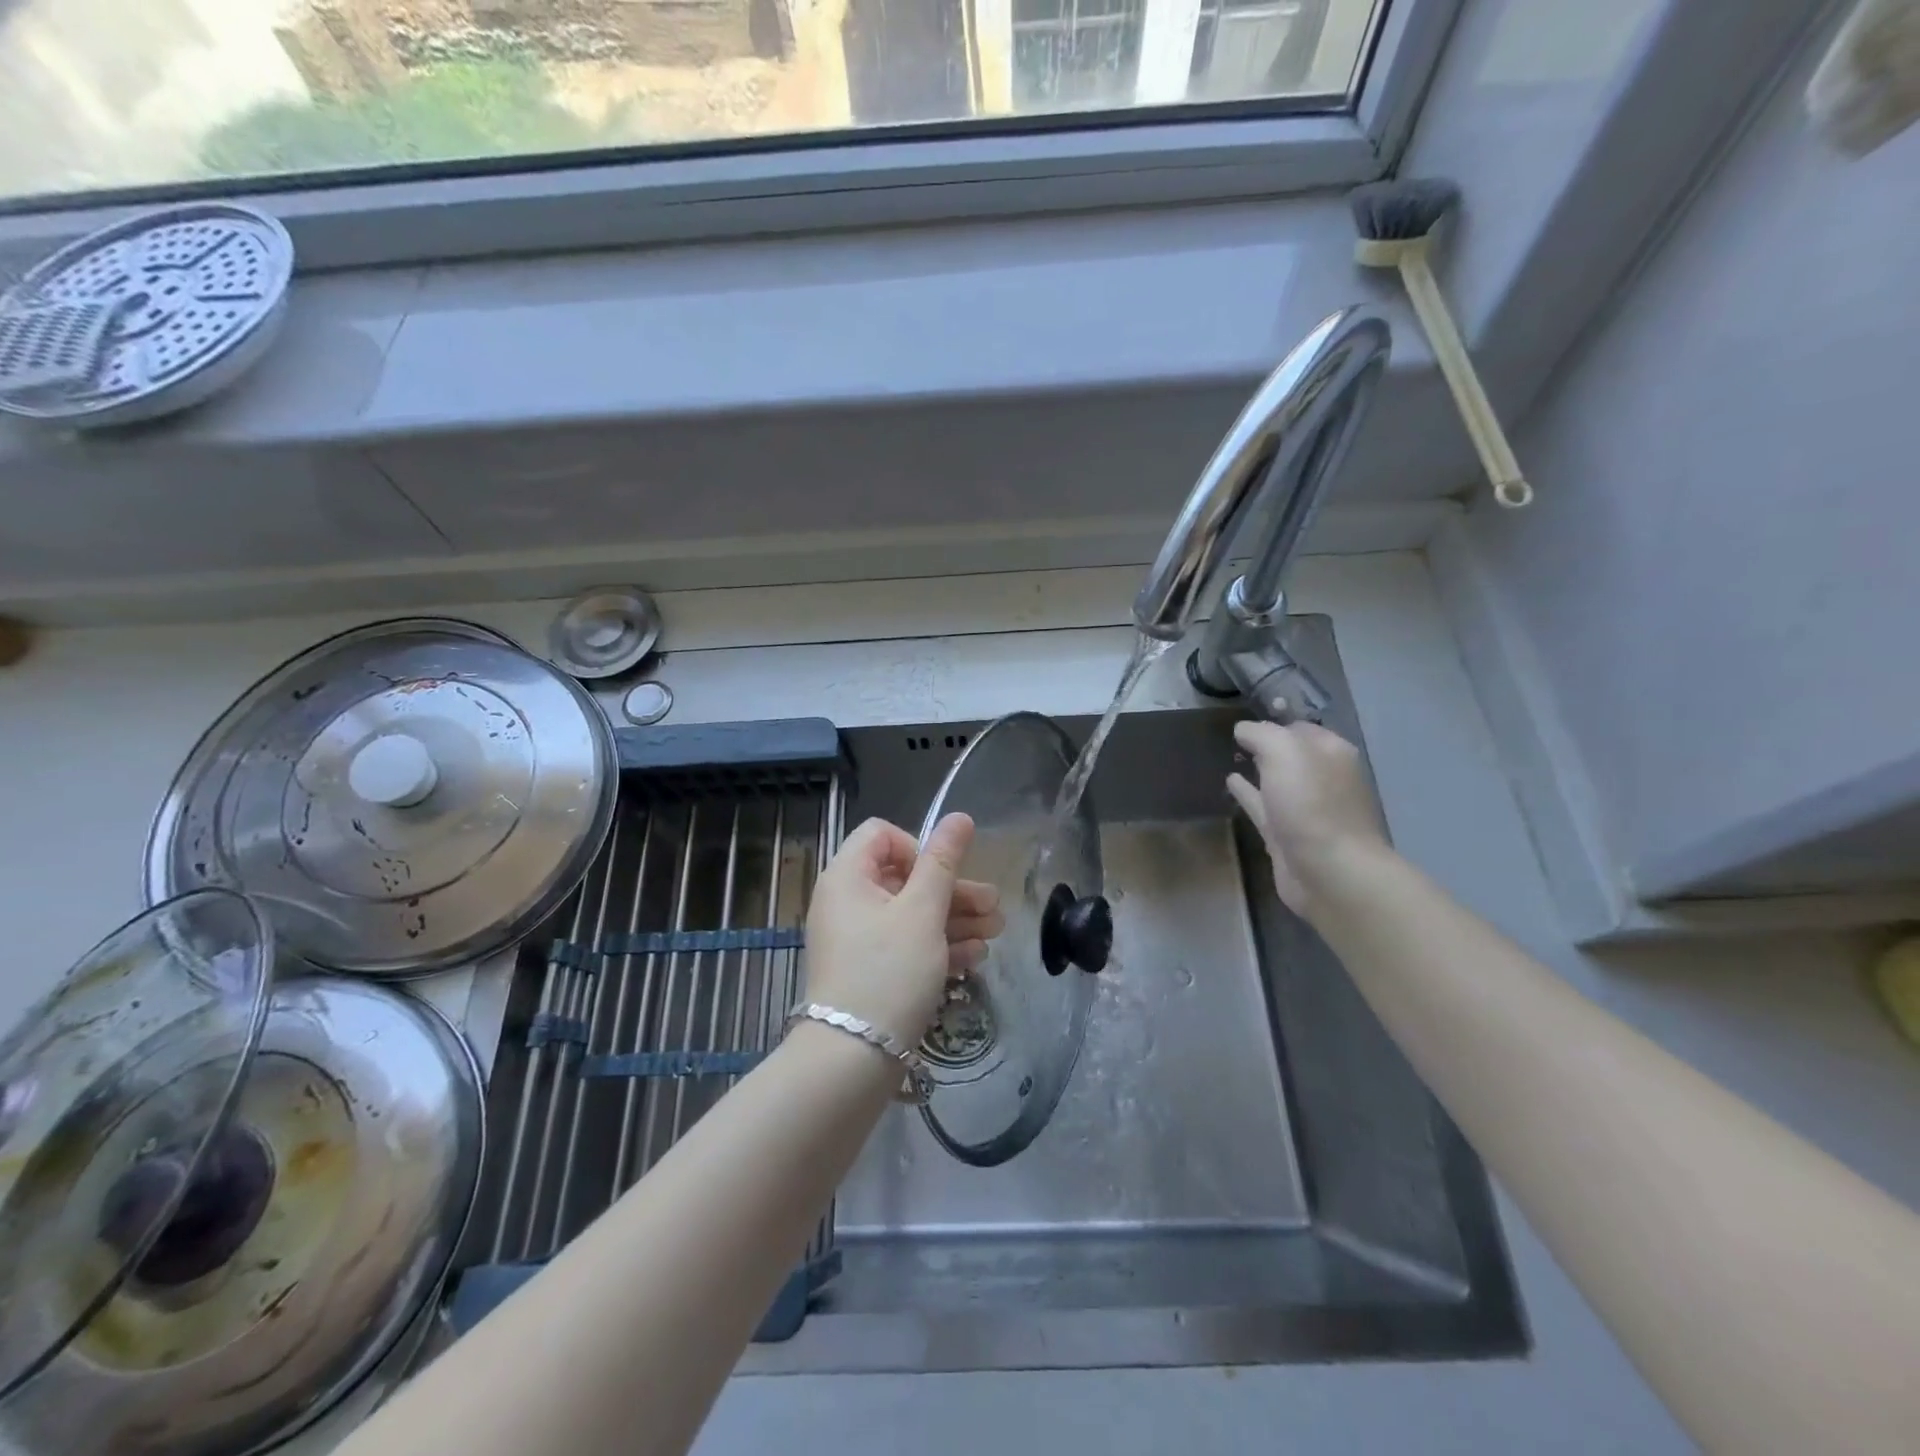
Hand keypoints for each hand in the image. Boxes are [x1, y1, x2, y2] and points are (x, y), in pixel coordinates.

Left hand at [803, 813, 1004, 1046]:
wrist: (852, 1059)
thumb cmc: (888, 971)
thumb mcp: (922, 912)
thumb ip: (943, 862)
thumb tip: (959, 816)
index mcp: (847, 876)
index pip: (881, 835)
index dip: (918, 846)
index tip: (943, 874)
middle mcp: (847, 902)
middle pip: (904, 877)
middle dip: (953, 889)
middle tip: (993, 905)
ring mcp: (856, 939)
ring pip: (910, 913)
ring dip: (954, 918)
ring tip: (996, 932)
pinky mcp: (868, 970)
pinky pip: (905, 944)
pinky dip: (938, 945)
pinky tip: (974, 956)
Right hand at [1226, 719, 1388, 918]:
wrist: (1329, 873)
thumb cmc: (1312, 805)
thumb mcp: (1285, 752)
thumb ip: (1262, 734)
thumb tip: (1244, 729)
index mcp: (1331, 753)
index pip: (1298, 727)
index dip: (1272, 721)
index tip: (1242, 720)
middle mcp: (1322, 777)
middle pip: (1290, 754)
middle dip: (1266, 744)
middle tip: (1232, 736)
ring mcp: (1305, 808)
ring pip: (1276, 780)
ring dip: (1257, 769)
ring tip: (1229, 756)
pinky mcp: (1286, 835)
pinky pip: (1263, 805)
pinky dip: (1248, 793)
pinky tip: (1230, 782)